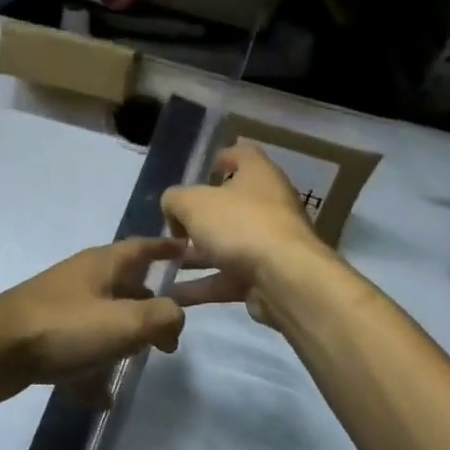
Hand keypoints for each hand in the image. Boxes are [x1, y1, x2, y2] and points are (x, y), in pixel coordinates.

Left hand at [0, 237, 187, 402]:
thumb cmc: (64, 328)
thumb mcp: (124, 322)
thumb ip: (161, 317)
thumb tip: (175, 316)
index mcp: (102, 264)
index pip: (142, 247)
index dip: (166, 249)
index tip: (188, 251)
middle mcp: (82, 278)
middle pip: (125, 286)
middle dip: (149, 308)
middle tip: (170, 337)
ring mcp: (61, 306)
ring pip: (102, 319)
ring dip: (121, 340)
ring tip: (138, 364)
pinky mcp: (44, 334)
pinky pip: (79, 349)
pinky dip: (92, 369)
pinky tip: (101, 397)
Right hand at [161, 144, 329, 325]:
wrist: (286, 280)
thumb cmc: (239, 224)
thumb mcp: (192, 203)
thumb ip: (174, 200)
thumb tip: (174, 210)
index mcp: (258, 174)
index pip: (242, 155)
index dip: (221, 159)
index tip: (200, 171)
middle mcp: (269, 204)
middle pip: (230, 205)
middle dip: (199, 217)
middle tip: (173, 227)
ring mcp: (270, 242)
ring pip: (227, 244)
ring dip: (196, 256)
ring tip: (164, 264)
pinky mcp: (267, 277)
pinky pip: (229, 277)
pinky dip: (203, 285)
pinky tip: (173, 294)